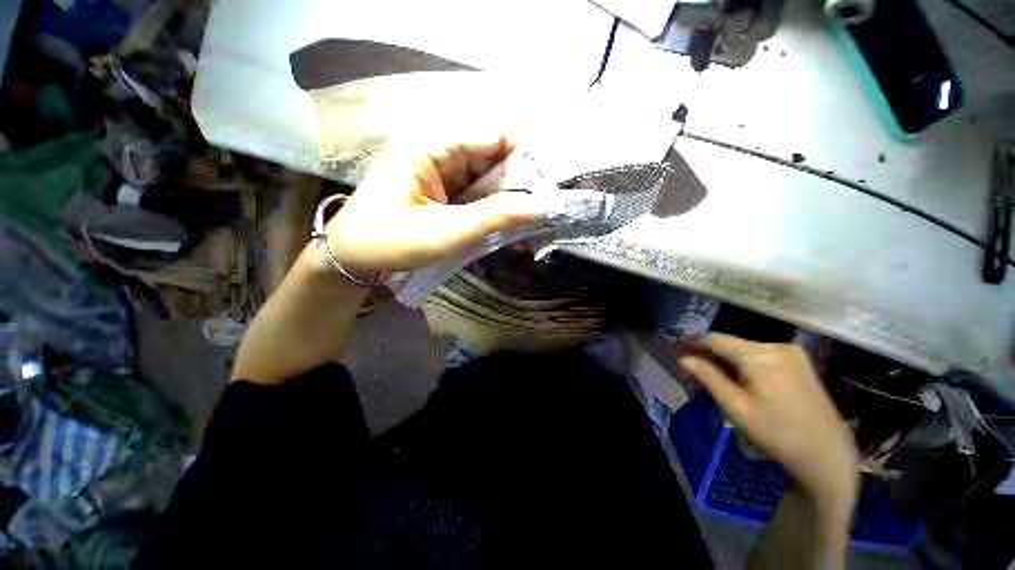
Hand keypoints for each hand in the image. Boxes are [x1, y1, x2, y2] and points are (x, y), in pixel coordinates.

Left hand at [323, 130, 544, 280]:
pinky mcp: (443, 191)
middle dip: (520, 186)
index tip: (549, 188)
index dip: (525, 159)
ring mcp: (441, 172)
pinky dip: (493, 211)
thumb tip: (542, 206)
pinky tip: (509, 229)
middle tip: (545, 213)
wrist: (353, 259)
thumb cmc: (390, 242)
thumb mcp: (446, 231)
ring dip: (508, 202)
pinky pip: (477, 195)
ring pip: (488, 180)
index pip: (493, 137)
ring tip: (532, 225)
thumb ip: (494, 217)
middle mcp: (439, 151)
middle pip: (494, 159)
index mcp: (432, 145)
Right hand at [679, 334, 859, 519]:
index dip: (693, 342)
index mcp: (759, 356)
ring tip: (712, 373)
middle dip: (710, 352)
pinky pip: (762, 355)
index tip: (677, 347)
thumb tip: (683, 358)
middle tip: (691, 365)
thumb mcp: (736, 407)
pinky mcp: (799, 362)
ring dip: (727, 358)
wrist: (827, 454)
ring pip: (746, 348)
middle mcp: (776, 346)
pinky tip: (740, 377)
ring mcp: (791, 353)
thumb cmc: (777, 433)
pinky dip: (745, 362)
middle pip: (732, 343)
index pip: (715, 339)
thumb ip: (708, 378)